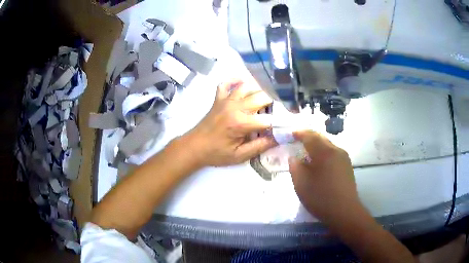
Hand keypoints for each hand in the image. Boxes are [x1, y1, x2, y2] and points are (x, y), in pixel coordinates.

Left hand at [185, 79, 276, 166]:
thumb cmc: (216, 153)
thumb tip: (279, 137)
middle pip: (262, 96)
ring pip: (248, 86)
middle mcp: (235, 107)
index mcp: (241, 123)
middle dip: (275, 102)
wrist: (193, 147)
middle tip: (281, 111)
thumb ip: (260, 146)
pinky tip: (243, 83)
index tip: (288, 124)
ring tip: (267, 99)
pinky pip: (227, 84)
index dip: (281, 122)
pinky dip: (235, 81)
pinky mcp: (218, 99)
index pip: (269, 119)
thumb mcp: (240, 155)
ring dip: (260, 90)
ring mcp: (226, 100)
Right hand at [289, 131, 362, 225]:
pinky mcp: (347, 166)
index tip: (290, 134)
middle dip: (308, 137)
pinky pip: (333, 154)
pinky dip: (324, 154)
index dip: (299, 133)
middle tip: (297, 141)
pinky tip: (319, 164)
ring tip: (307, 153)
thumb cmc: (321, 197)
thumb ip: (295, 167)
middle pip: (321, 138)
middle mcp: (336, 150)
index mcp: (324, 152)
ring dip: (317, 146)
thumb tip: (294, 157)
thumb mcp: (301, 183)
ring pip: (328, 146)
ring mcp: (344, 158)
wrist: (344, 211)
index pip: (310, 136)